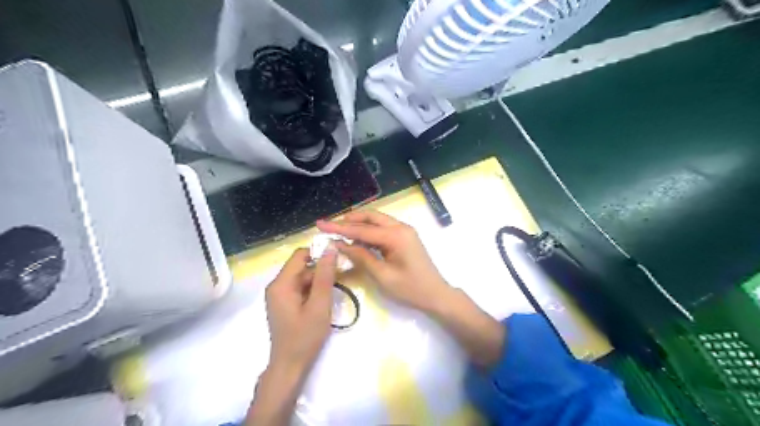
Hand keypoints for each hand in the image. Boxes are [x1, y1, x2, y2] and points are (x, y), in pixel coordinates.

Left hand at [266, 248, 337, 373]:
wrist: (290, 367)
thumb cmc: (305, 337)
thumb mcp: (319, 305)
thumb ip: (325, 276)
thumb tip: (330, 248)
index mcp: (281, 283)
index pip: (300, 255)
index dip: (319, 253)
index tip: (339, 258)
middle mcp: (277, 285)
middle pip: (302, 267)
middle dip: (322, 269)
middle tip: (343, 276)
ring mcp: (279, 295)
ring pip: (303, 278)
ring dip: (320, 280)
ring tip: (337, 288)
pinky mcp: (284, 304)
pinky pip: (300, 288)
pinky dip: (314, 290)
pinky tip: (326, 298)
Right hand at [314, 210, 450, 313]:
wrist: (436, 295)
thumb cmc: (411, 289)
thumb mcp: (383, 276)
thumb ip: (361, 257)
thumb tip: (340, 244)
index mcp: (396, 236)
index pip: (362, 228)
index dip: (339, 227)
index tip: (320, 224)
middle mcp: (401, 227)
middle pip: (371, 217)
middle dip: (349, 219)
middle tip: (329, 226)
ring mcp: (404, 231)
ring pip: (377, 221)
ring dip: (358, 223)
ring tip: (339, 231)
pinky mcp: (404, 237)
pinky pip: (383, 228)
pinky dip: (368, 231)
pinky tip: (356, 238)